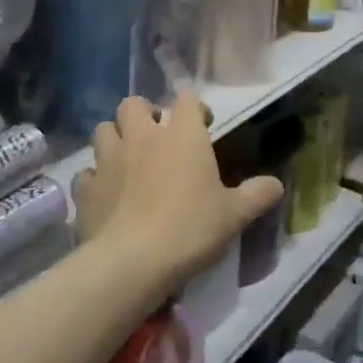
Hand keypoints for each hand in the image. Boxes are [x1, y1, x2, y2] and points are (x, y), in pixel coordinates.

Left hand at [71, 94, 281, 290]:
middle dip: (143, 114)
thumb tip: (276, 185)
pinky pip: (87, 173)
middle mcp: (142, 136)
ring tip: (126, 159)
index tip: (203, 126)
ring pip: (103, 129)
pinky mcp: (86, 187)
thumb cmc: (190, 229)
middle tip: (156, 137)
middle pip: (133, 104)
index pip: (187, 99)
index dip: (195, 109)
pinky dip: (96, 179)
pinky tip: (106, 194)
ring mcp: (109, 159)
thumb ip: (257, 195)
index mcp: (182, 135)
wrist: (133, 262)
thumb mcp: (234, 215)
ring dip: (114, 138)